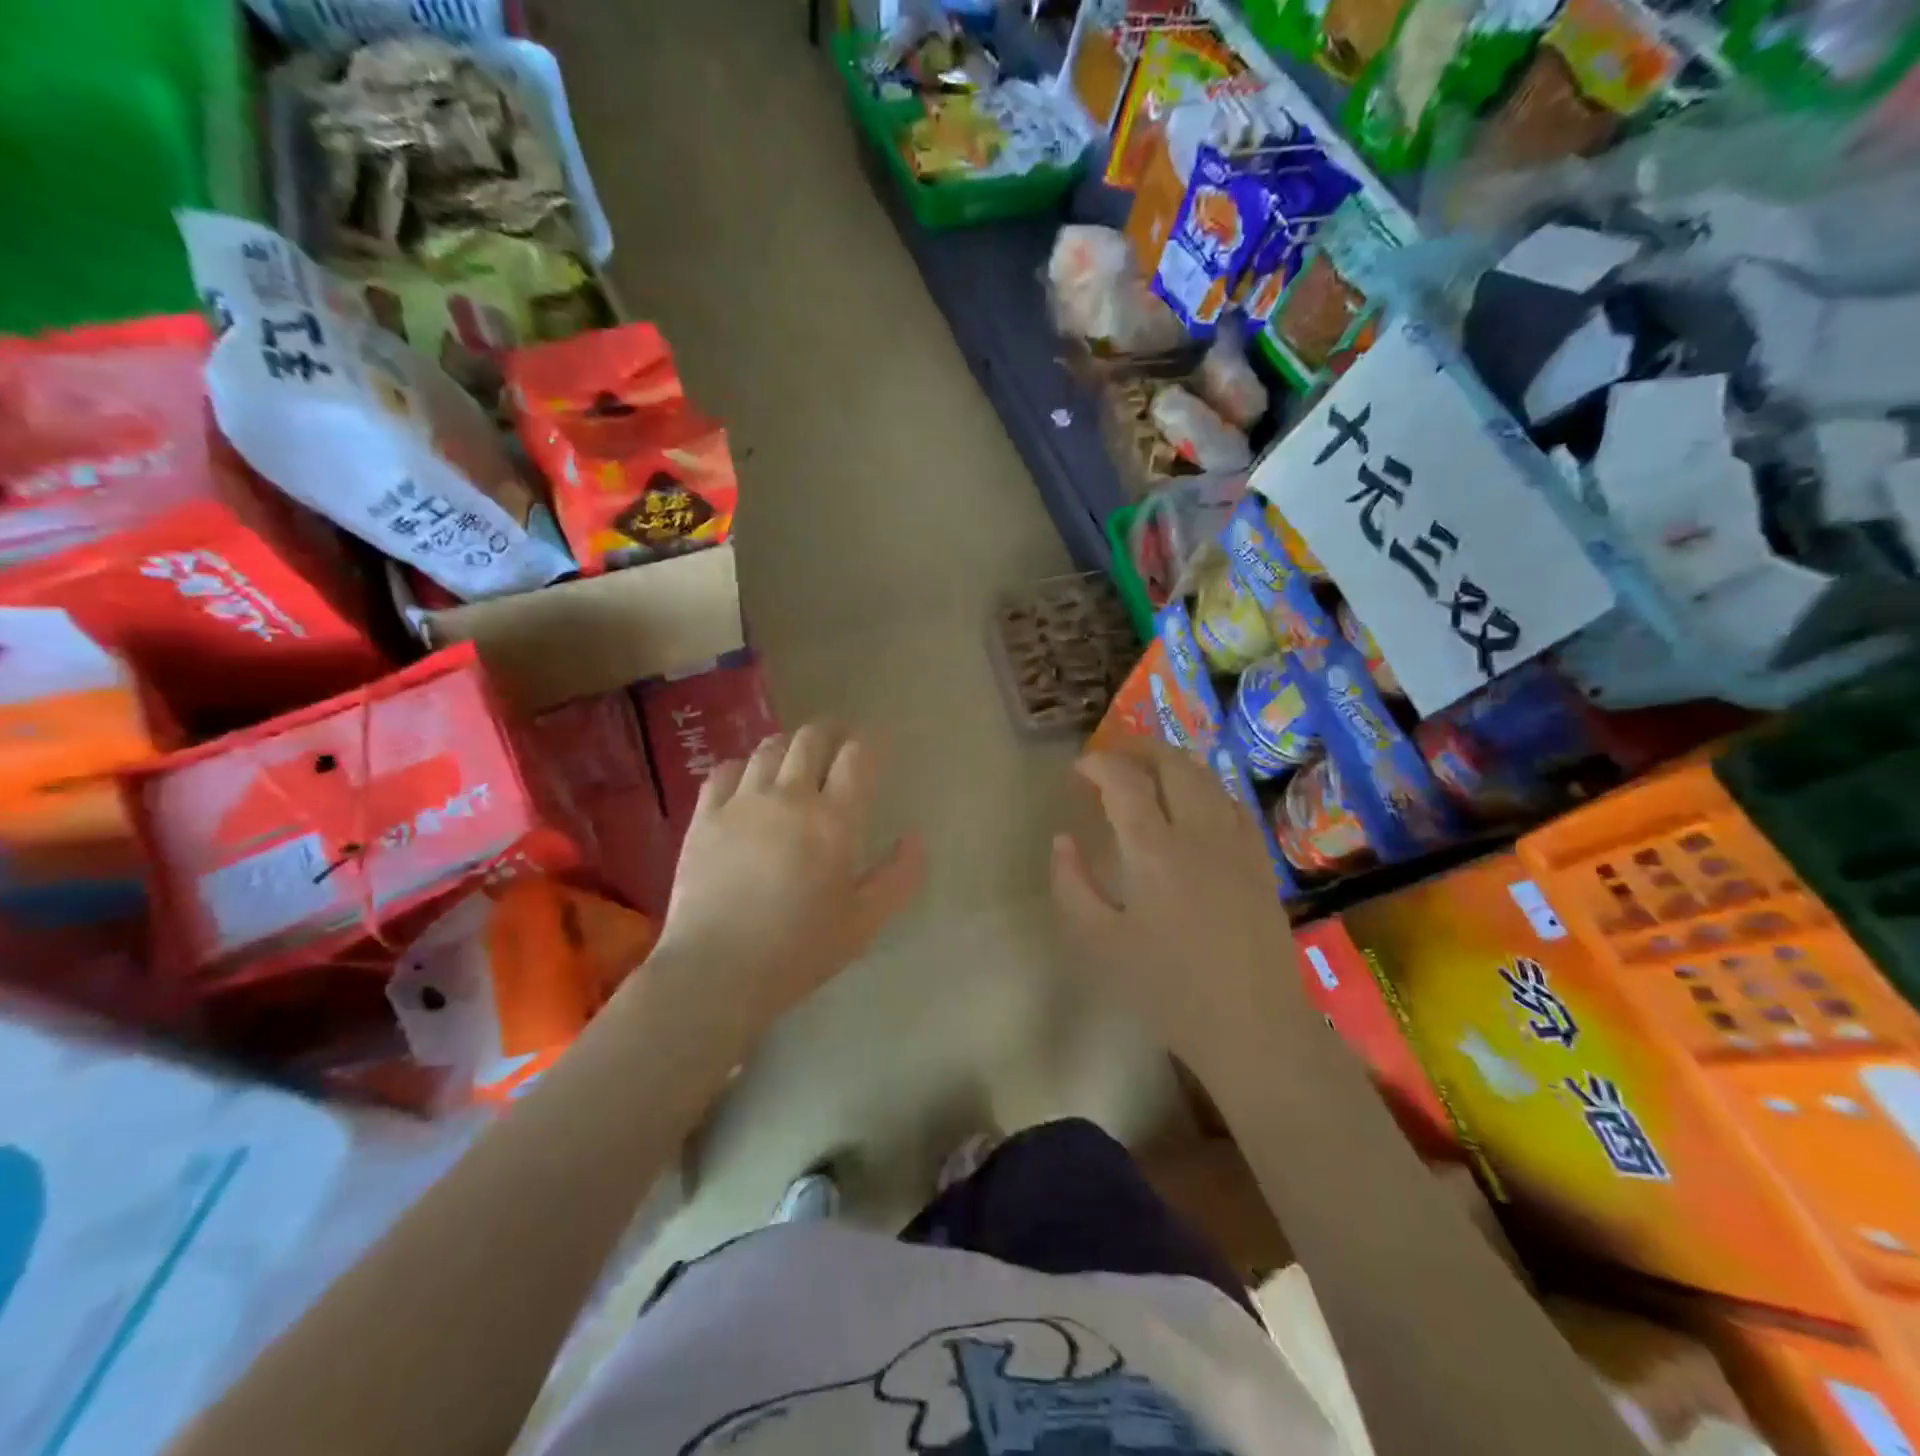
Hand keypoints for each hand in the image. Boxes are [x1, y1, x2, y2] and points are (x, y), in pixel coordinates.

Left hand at [652, 724, 924, 1043]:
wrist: (717, 970)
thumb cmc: (801, 950)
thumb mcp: (865, 922)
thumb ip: (899, 877)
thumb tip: (915, 838)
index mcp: (835, 820)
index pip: (857, 757)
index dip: (869, 744)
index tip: (873, 747)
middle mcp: (790, 797)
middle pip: (812, 739)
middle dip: (830, 731)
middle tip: (838, 741)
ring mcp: (743, 802)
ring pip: (769, 748)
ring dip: (790, 744)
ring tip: (796, 756)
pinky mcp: (705, 816)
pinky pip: (726, 770)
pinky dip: (744, 765)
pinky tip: (748, 779)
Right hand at [1052, 737, 1303, 1075]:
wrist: (1253, 1025)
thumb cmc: (1167, 989)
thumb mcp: (1100, 944)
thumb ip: (1072, 885)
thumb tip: (1062, 841)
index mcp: (1154, 851)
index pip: (1125, 781)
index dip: (1099, 764)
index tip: (1079, 768)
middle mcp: (1199, 832)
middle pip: (1173, 764)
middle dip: (1139, 748)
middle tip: (1112, 755)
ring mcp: (1237, 843)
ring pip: (1207, 777)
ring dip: (1173, 762)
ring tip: (1148, 770)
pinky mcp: (1260, 860)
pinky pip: (1233, 802)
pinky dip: (1206, 785)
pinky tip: (1195, 801)